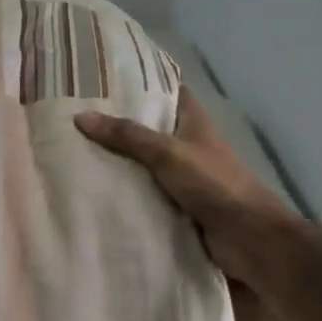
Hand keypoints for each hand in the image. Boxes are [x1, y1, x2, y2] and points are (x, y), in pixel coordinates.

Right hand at [75, 89, 300, 291]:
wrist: (249, 240)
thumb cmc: (215, 185)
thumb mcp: (168, 154)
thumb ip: (127, 136)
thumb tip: (81, 116)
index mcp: (193, 122)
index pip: (165, 92)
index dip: (138, 84)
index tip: (100, 80)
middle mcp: (187, 145)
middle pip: (148, 129)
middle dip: (116, 126)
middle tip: (73, 119)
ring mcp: (182, 178)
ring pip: (143, 164)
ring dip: (117, 162)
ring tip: (72, 152)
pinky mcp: (176, 207)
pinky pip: (144, 194)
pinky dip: (124, 193)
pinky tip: (92, 191)